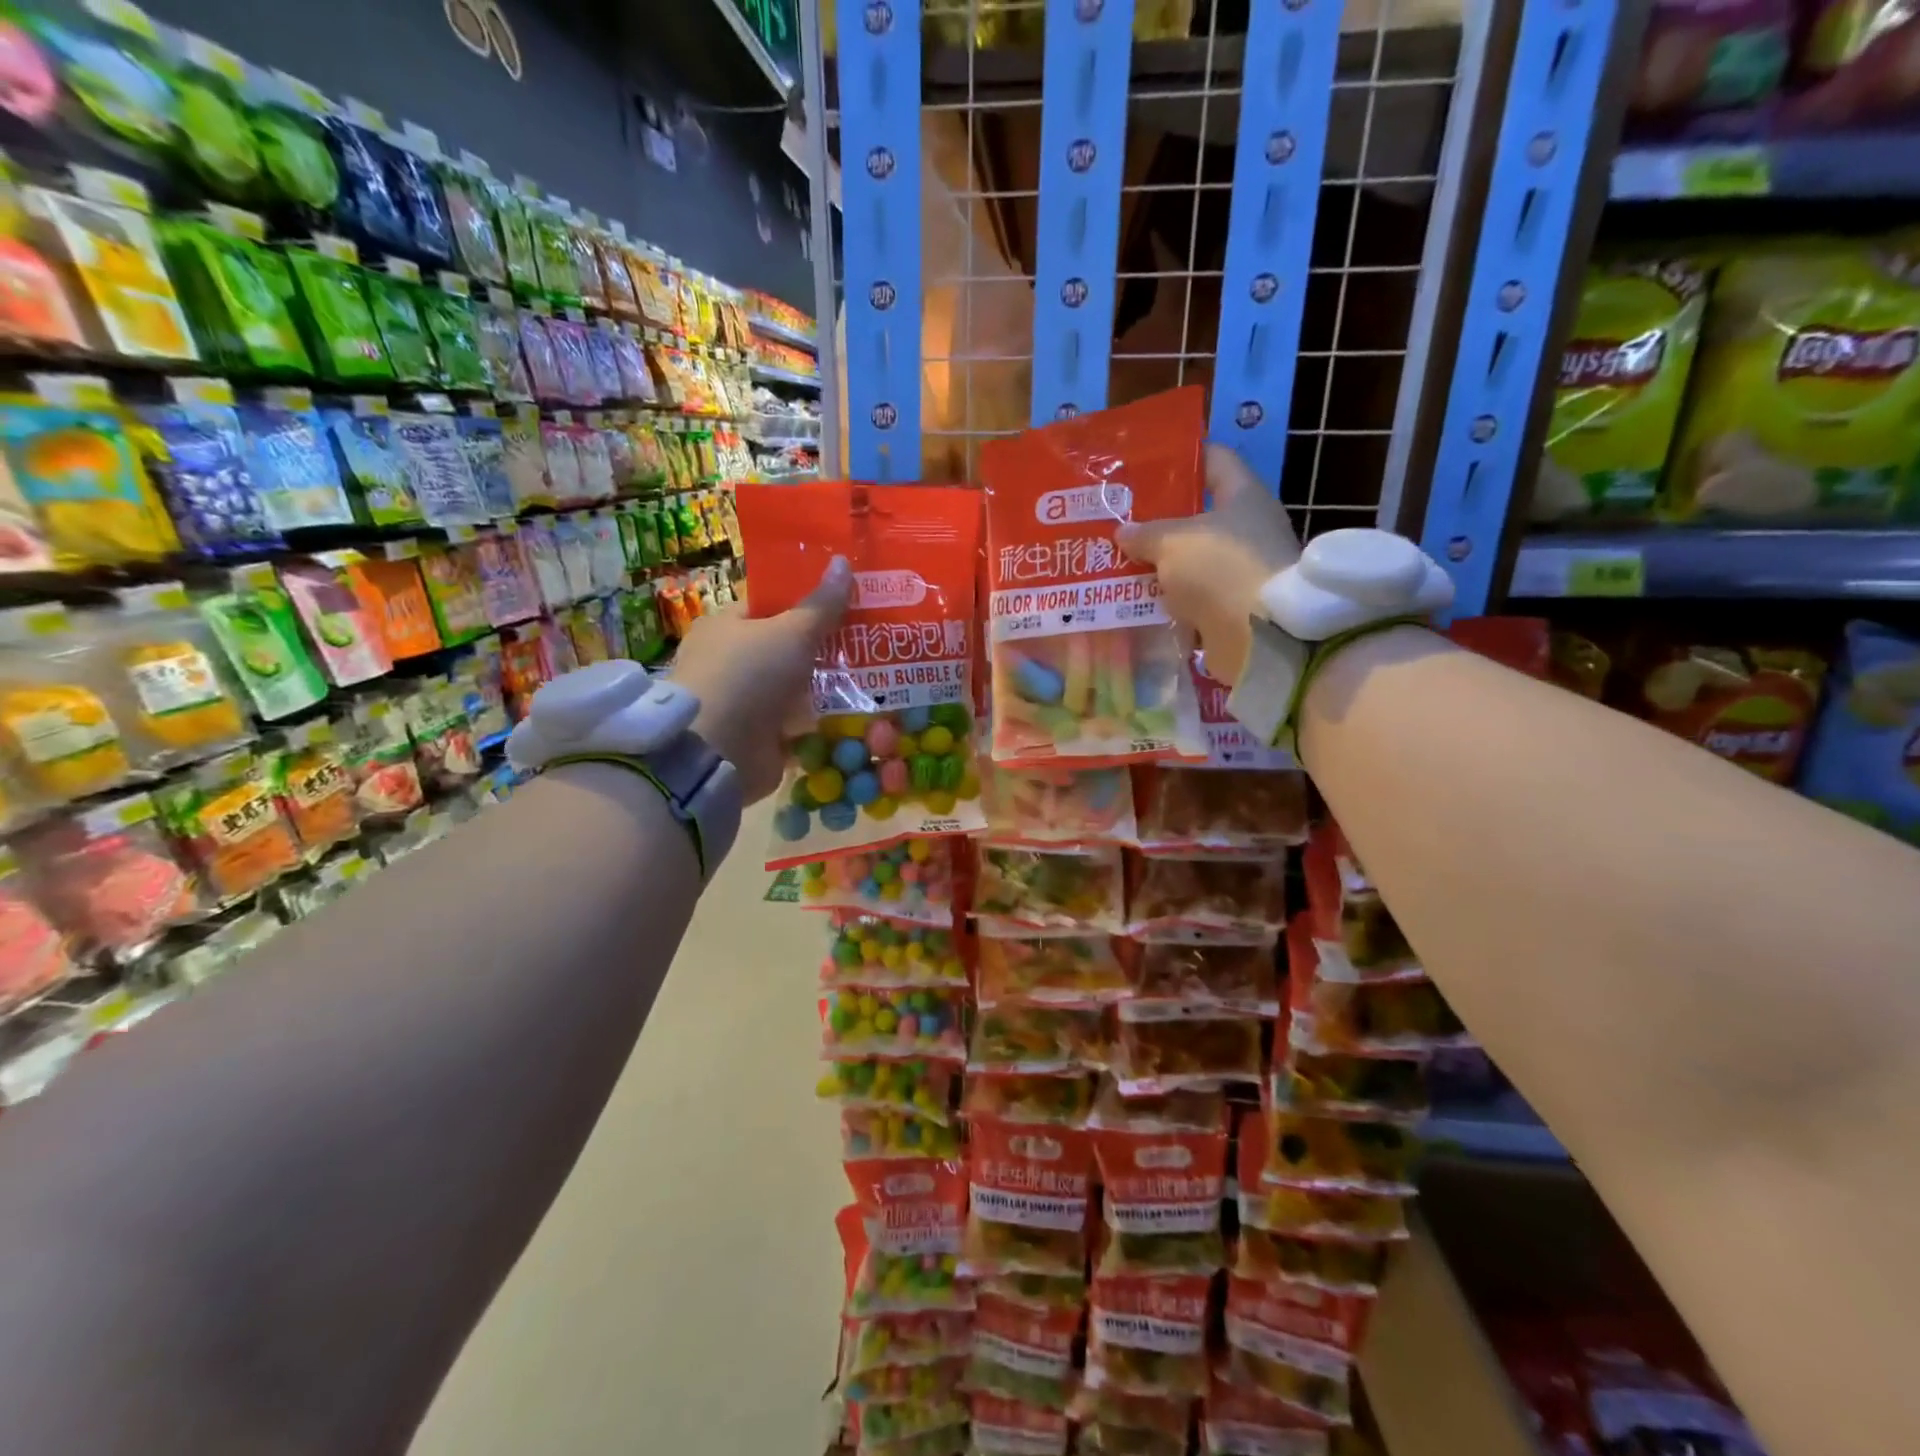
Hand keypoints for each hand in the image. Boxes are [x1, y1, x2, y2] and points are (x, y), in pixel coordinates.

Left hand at [672, 556, 852, 801]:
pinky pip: (798, 723)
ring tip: (873, 675)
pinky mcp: (758, 737)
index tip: (846, 601)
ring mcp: (744, 702)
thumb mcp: (792, 631)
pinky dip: (821, 721)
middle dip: (824, 647)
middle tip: (869, 639)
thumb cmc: (749, 676)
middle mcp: (730, 662)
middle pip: (786, 648)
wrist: (718, 752)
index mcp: (725, 626)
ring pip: (795, 687)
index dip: (806, 601)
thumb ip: (822, 603)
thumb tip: (843, 560)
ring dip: (827, 686)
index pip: (769, 606)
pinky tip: (856, 714)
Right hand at [1115, 444, 1300, 685]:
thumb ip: (1145, 533)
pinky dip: (1168, 599)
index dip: (1183, 456)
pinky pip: (1191, 597)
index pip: (1215, 459)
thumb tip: (1123, 531)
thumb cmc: (1221, 568)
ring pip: (1191, 560)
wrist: (1260, 636)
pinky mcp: (1231, 608)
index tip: (1146, 462)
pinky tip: (1135, 599)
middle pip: (1198, 515)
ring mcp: (1240, 571)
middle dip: (1159, 519)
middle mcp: (1247, 529)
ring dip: (1159, 564)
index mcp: (1244, 496)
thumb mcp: (1173, 542)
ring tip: (1118, 561)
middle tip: (1119, 519)